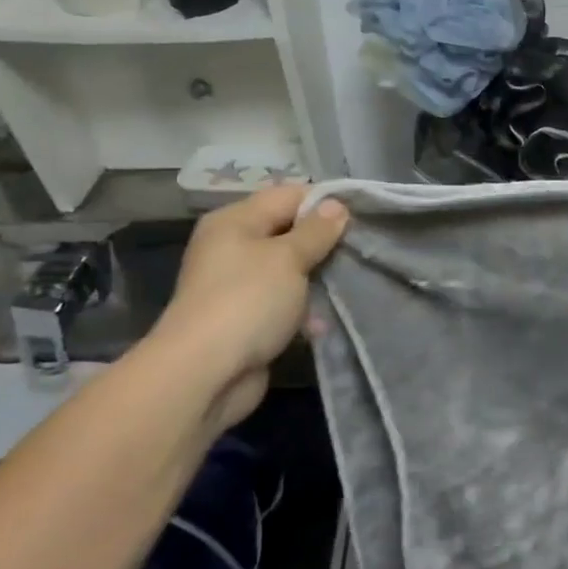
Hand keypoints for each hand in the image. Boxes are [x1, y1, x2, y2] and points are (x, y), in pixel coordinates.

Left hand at [152, 186, 347, 425]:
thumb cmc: (248, 301)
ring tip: (349, 286)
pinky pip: (283, 305)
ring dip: (317, 280)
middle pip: (289, 233)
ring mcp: (238, 286)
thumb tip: (336, 205)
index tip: (361, 216)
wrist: (205, 373)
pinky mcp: (247, 319)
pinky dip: (303, 312)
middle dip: (324, 243)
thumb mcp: (289, 258)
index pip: (288, 196)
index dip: (324, 203)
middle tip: (360, 251)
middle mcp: (233, 248)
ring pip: (290, 271)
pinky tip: (320, 325)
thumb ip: (316, 231)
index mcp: (235, 222)